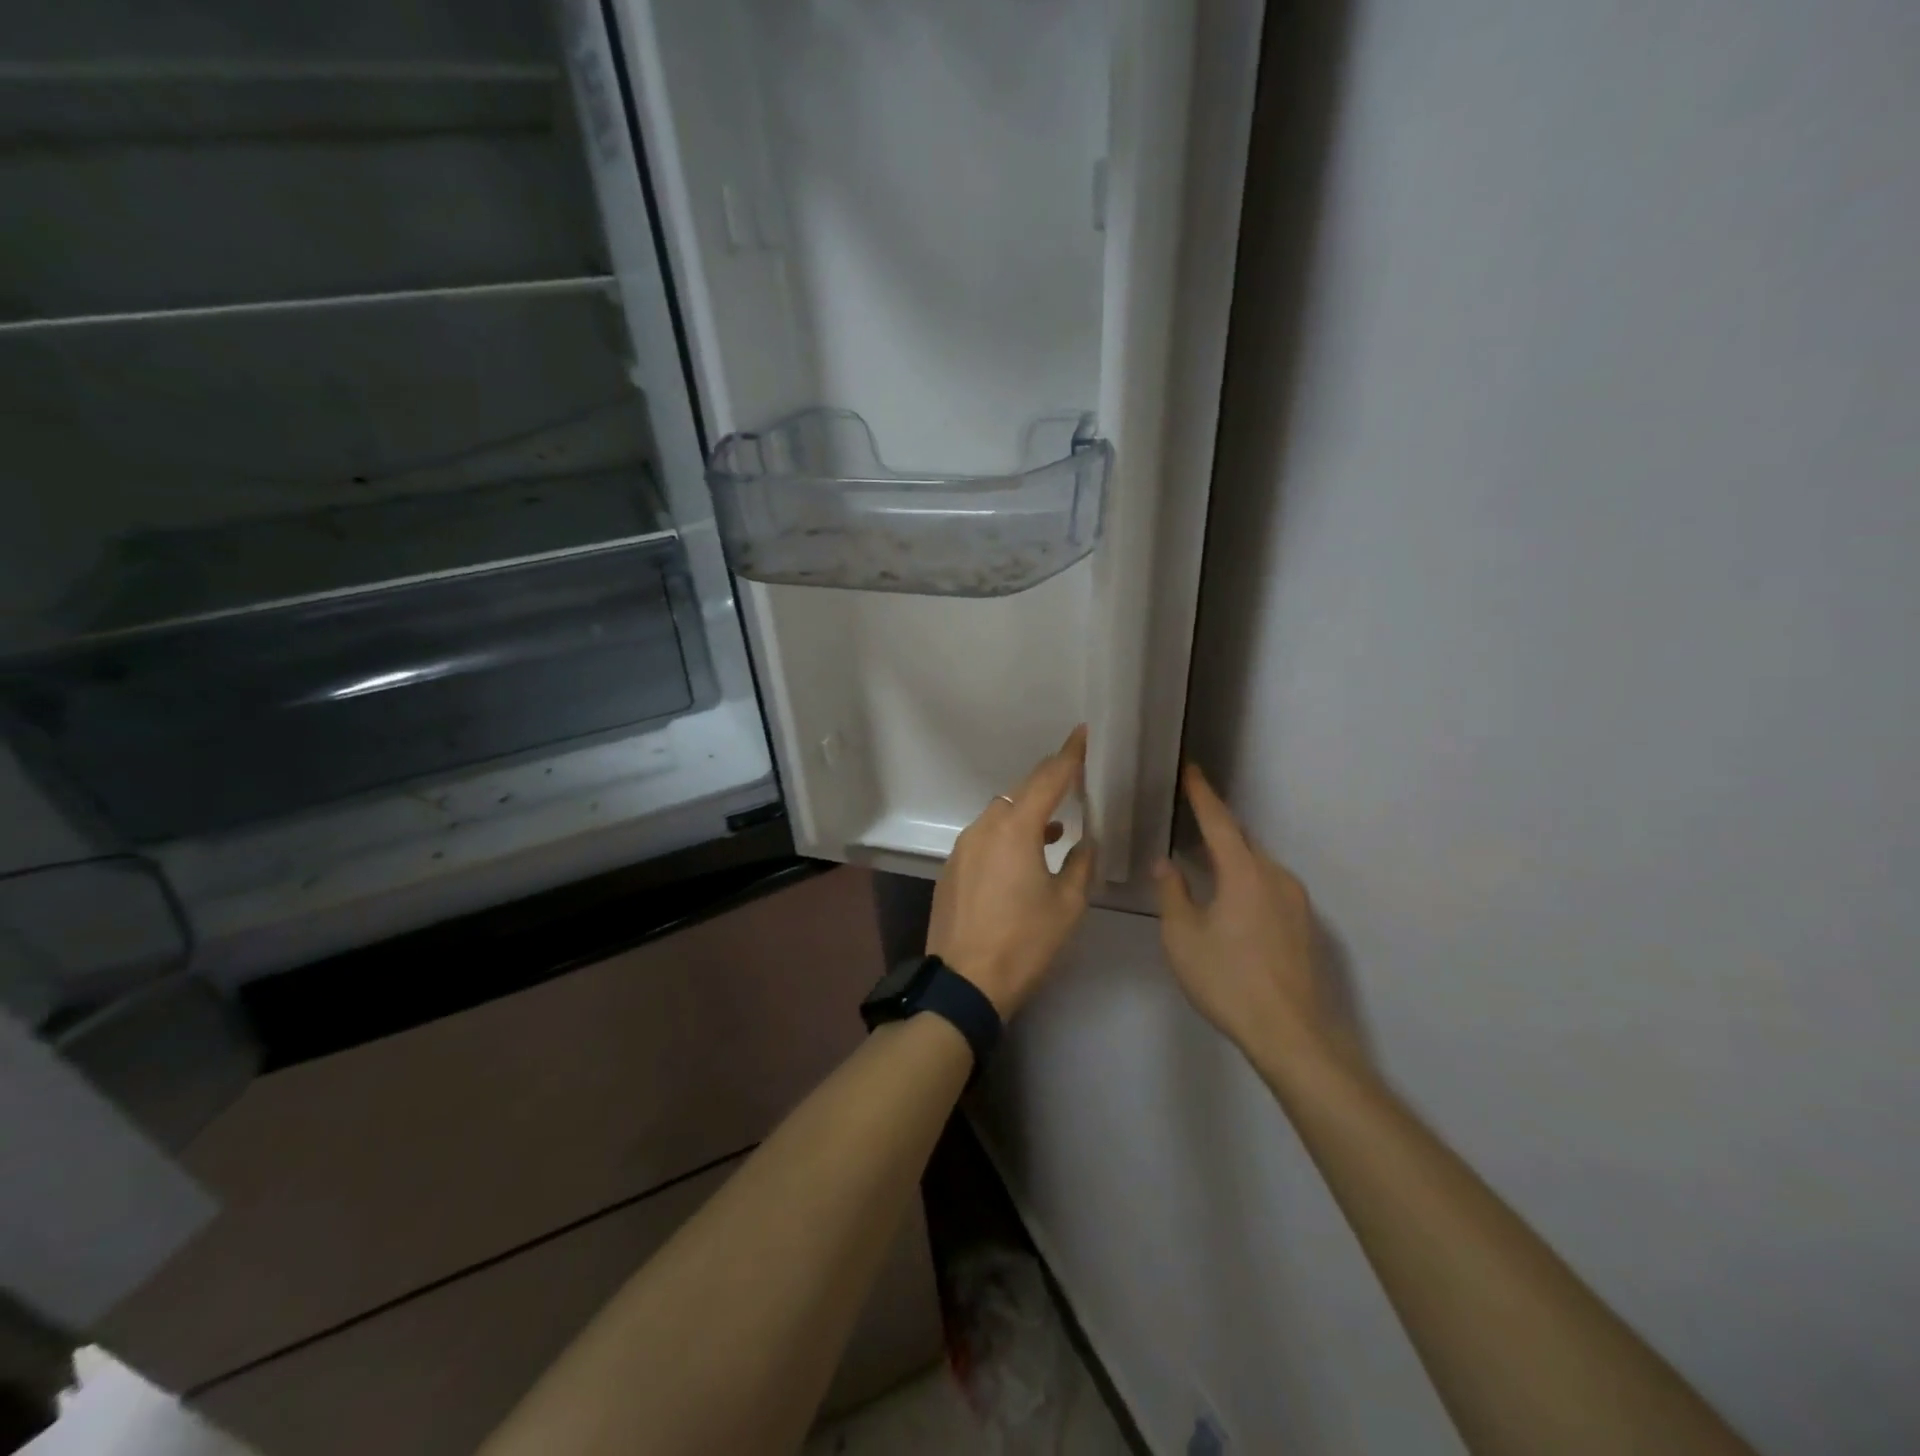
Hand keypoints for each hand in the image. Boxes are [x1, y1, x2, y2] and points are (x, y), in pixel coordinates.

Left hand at [927, 726, 1095, 1017]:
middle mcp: (985, 827)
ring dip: (1027, 811)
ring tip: (1055, 825)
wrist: (964, 981)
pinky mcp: (952, 867)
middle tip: (1072, 776)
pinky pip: (985, 835)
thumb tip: (1085, 841)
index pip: (1048, 779)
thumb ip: (1081, 863)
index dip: (1069, 755)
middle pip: (1021, 792)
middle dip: (1048, 781)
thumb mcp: (1067, 905)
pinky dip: (1007, 833)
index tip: (1081, 732)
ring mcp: (963, 846)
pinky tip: (1023, 855)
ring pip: (1000, 813)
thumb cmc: (1024, 942)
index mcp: (1016, 829)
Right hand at [1154, 764, 1344, 1065]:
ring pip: (1257, 865)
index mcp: (1244, 872)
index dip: (1201, 793)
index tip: (1190, 769)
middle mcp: (1276, 876)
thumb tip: (1166, 864)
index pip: (1219, 821)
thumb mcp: (1182, 937)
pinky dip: (1247, 881)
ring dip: (1232, 858)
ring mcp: (1296, 901)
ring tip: (1205, 865)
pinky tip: (1231, 903)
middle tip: (1189, 820)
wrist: (1292, 1033)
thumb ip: (1172, 893)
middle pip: (1241, 840)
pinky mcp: (1305, 925)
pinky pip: (1270, 887)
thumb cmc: (1228, 980)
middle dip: (1216, 827)